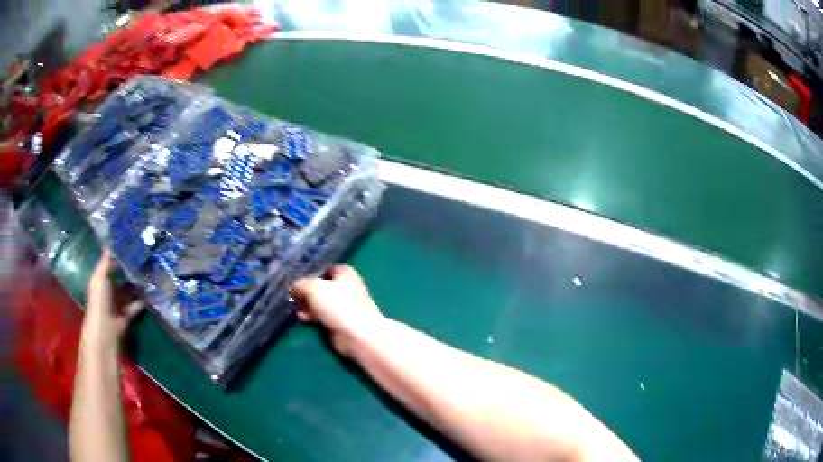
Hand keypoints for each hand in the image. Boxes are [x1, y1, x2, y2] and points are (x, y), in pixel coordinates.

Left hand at [83, 250, 143, 346]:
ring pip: (128, 292)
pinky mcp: (126, 318)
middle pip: (120, 279)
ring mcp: (117, 306)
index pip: (109, 265)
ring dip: (136, 286)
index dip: (118, 257)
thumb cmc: (100, 302)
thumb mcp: (100, 278)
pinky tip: (150, 294)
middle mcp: (108, 292)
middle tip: (144, 259)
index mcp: (100, 281)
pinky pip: (135, 307)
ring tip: (149, 274)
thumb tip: (112, 243)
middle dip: (129, 271)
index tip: (131, 246)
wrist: (105, 332)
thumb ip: (105, 262)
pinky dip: (141, 302)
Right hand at [291, 265, 383, 354]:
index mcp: (344, 273)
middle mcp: (346, 287)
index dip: (312, 272)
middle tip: (293, 295)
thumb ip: (301, 284)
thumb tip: (293, 286)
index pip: (326, 268)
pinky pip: (322, 316)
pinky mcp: (340, 322)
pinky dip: (312, 316)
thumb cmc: (337, 304)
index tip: (298, 279)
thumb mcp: (313, 287)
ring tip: (294, 307)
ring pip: (321, 302)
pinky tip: (302, 317)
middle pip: (322, 286)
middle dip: (307, 291)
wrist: (356, 334)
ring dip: (308, 305)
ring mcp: (343, 306)